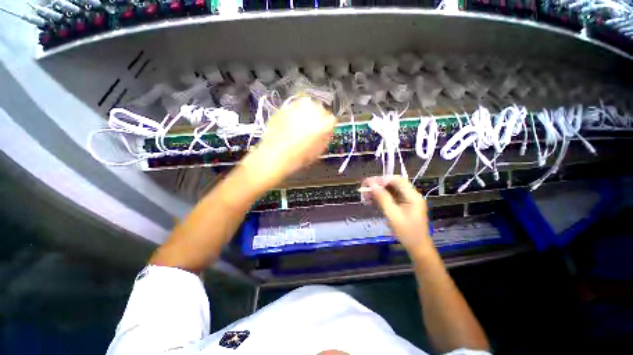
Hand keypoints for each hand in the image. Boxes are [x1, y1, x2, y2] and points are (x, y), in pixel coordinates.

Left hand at [244, 98, 336, 185]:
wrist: (275, 156)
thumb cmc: (297, 158)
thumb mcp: (318, 151)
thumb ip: (325, 138)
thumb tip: (327, 132)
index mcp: (323, 125)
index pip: (332, 119)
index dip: (329, 125)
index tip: (326, 129)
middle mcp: (312, 112)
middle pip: (320, 108)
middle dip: (319, 116)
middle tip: (314, 126)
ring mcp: (297, 108)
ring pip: (307, 104)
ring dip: (307, 112)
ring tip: (302, 123)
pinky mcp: (285, 108)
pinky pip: (294, 106)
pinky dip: (295, 112)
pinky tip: (292, 122)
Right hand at [363, 176, 432, 253]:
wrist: (417, 248)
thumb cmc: (407, 233)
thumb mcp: (393, 215)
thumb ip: (383, 198)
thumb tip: (372, 184)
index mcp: (413, 196)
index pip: (397, 180)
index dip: (383, 179)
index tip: (369, 183)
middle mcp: (411, 195)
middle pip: (394, 184)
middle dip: (379, 185)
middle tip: (365, 188)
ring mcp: (407, 200)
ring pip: (391, 190)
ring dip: (378, 191)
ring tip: (365, 195)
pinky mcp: (403, 205)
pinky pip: (391, 197)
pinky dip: (381, 197)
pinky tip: (372, 200)